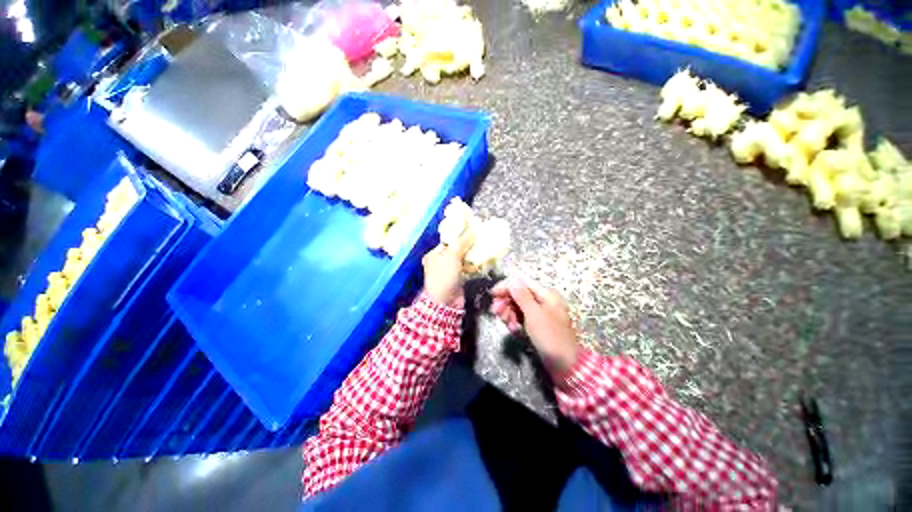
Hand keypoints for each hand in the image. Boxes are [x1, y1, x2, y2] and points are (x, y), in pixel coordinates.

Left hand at [422, 232, 473, 308]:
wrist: (445, 302)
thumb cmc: (444, 276)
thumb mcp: (452, 255)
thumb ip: (462, 242)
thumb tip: (472, 231)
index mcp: (434, 254)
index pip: (448, 242)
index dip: (460, 237)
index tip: (472, 233)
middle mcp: (440, 262)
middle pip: (456, 250)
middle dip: (467, 247)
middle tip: (479, 242)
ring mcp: (448, 272)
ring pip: (462, 260)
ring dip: (471, 257)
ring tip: (482, 251)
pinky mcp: (457, 279)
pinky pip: (466, 269)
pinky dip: (472, 266)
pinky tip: (480, 263)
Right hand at [490, 277, 579, 373]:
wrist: (565, 365)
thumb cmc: (550, 336)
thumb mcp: (534, 314)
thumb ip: (522, 295)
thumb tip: (513, 278)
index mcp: (546, 294)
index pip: (522, 283)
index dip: (506, 287)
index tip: (492, 295)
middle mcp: (543, 301)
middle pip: (518, 295)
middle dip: (506, 302)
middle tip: (495, 312)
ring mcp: (540, 313)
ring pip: (518, 307)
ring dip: (509, 313)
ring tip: (507, 324)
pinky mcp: (537, 325)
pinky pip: (521, 318)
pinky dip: (515, 322)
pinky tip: (513, 330)